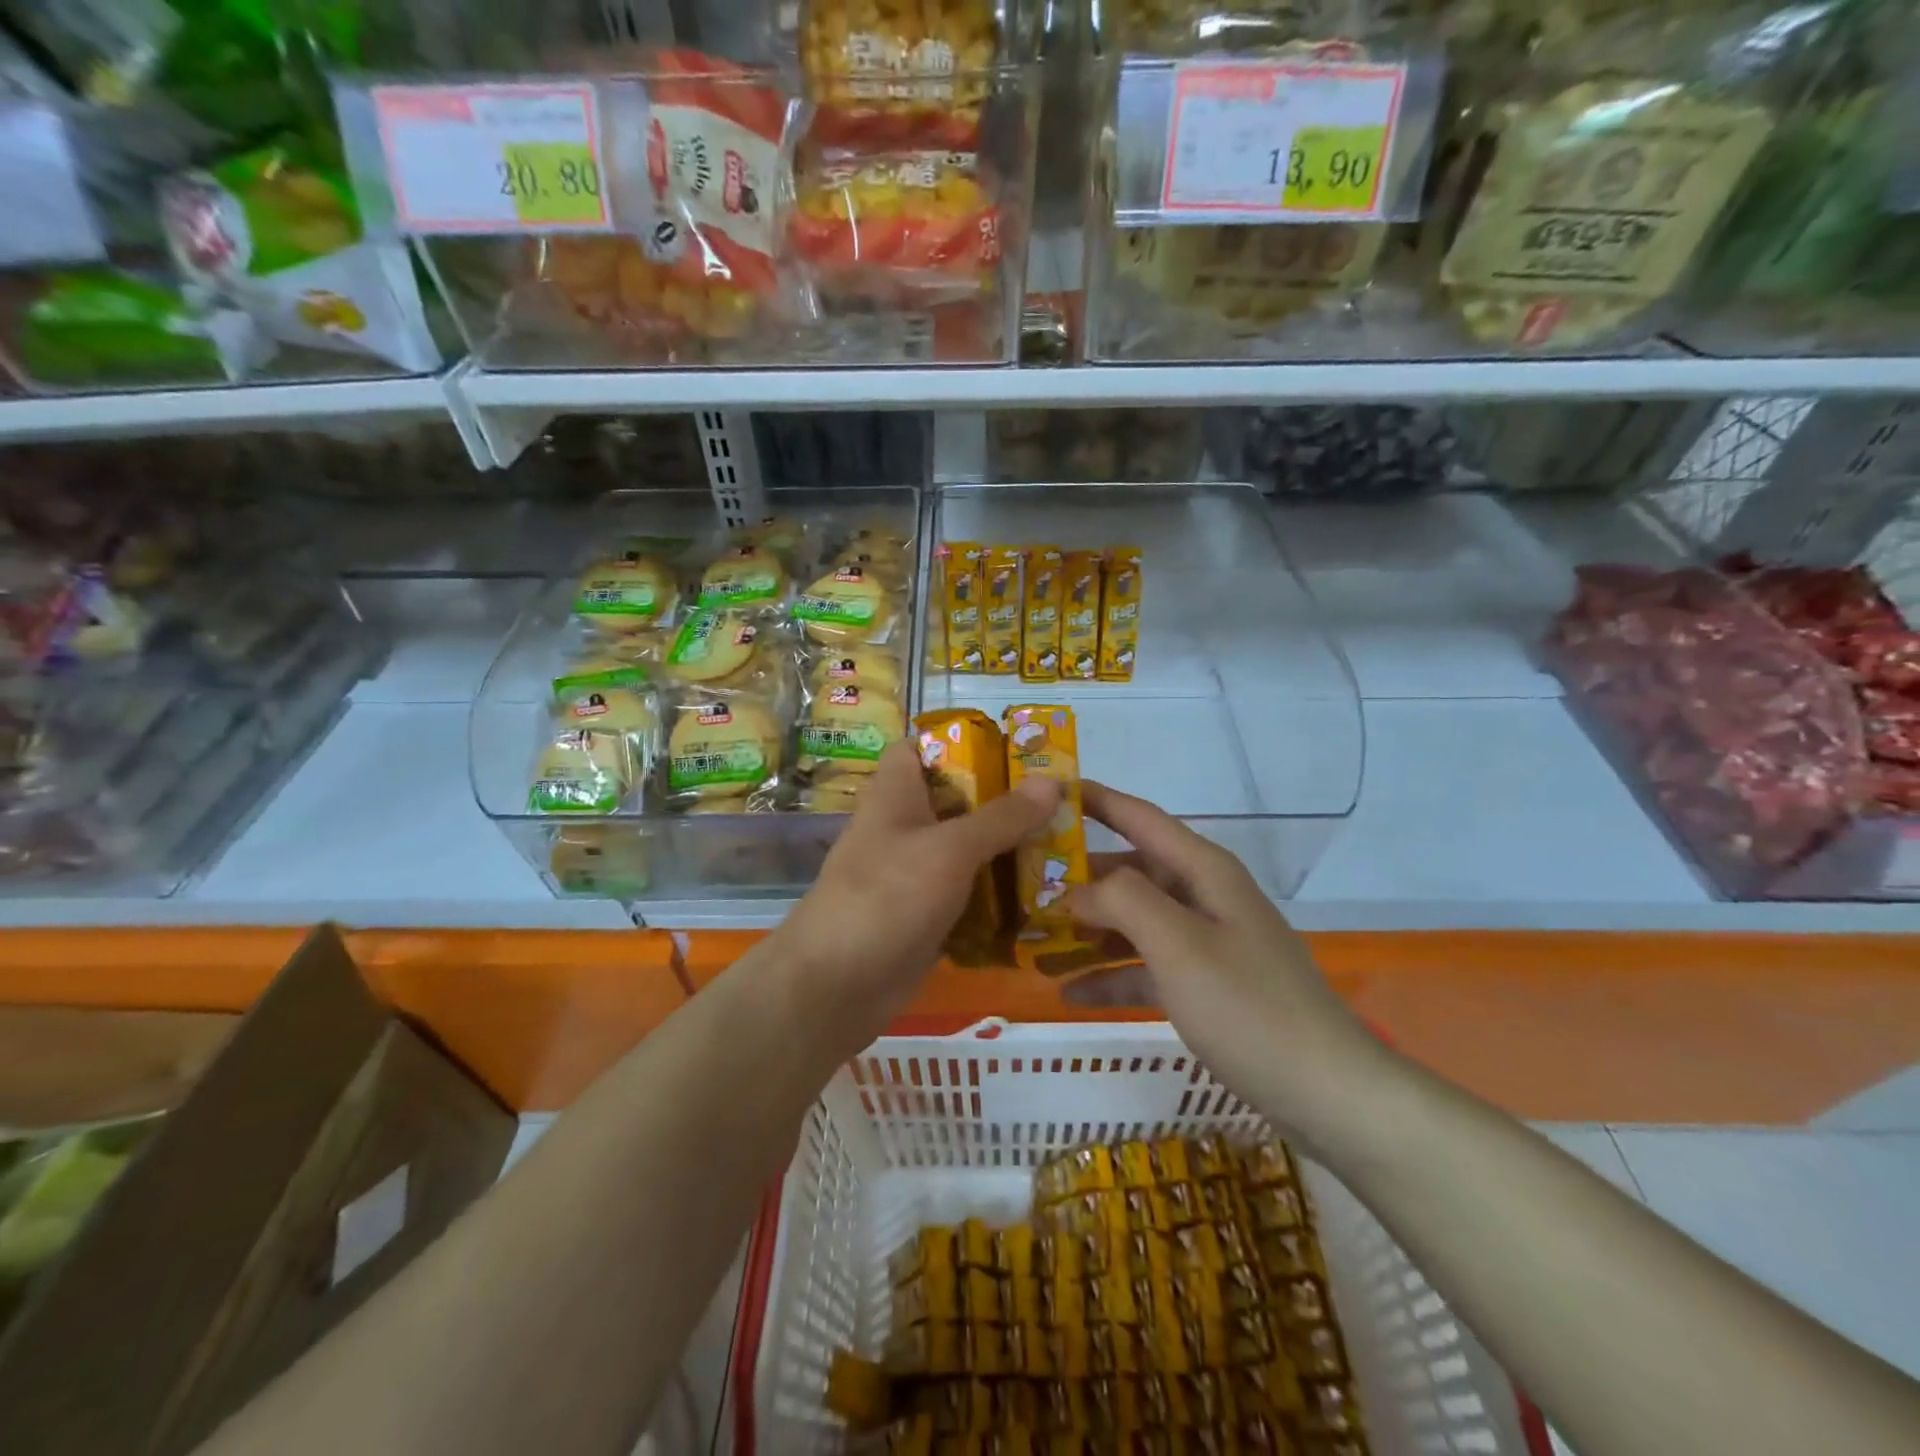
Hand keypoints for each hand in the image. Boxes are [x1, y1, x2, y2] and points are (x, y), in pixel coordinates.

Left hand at [777, 740, 1058, 1035]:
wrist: (837, 986)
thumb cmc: (888, 897)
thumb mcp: (950, 849)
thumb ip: (1001, 817)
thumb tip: (1052, 781)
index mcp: (895, 794)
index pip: (919, 748)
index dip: (960, 742)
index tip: (1013, 750)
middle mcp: (902, 827)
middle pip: (954, 800)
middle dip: (1002, 800)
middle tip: (1060, 802)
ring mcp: (912, 874)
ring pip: (964, 850)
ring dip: (1006, 850)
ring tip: (1064, 846)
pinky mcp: (924, 915)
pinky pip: (966, 894)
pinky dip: (996, 894)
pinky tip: (1041, 896)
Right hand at [1066, 781, 1388, 1143]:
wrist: (1327, 1093)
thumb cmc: (1248, 1007)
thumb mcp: (1179, 944)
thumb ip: (1122, 901)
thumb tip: (1078, 890)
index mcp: (1203, 871)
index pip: (1140, 816)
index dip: (1096, 800)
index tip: (1046, 791)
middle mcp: (1204, 896)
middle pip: (1131, 872)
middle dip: (1078, 879)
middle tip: (1023, 885)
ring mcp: (1206, 942)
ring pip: (1134, 922)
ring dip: (1088, 932)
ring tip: (1033, 942)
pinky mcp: (1206, 986)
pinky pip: (1146, 967)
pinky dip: (1111, 975)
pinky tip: (1068, 992)